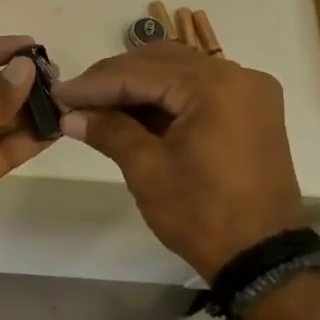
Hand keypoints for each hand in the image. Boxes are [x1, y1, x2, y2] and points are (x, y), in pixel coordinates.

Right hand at [53, 42, 307, 279]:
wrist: (262, 257)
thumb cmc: (202, 213)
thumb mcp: (147, 170)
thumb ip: (109, 131)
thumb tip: (70, 116)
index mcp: (214, 86)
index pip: (140, 73)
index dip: (93, 84)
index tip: (58, 94)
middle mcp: (238, 75)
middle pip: (160, 62)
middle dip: (113, 79)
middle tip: (74, 98)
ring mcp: (248, 92)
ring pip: (178, 72)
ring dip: (136, 86)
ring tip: (96, 105)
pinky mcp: (250, 110)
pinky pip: (197, 90)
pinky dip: (163, 97)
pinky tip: (131, 112)